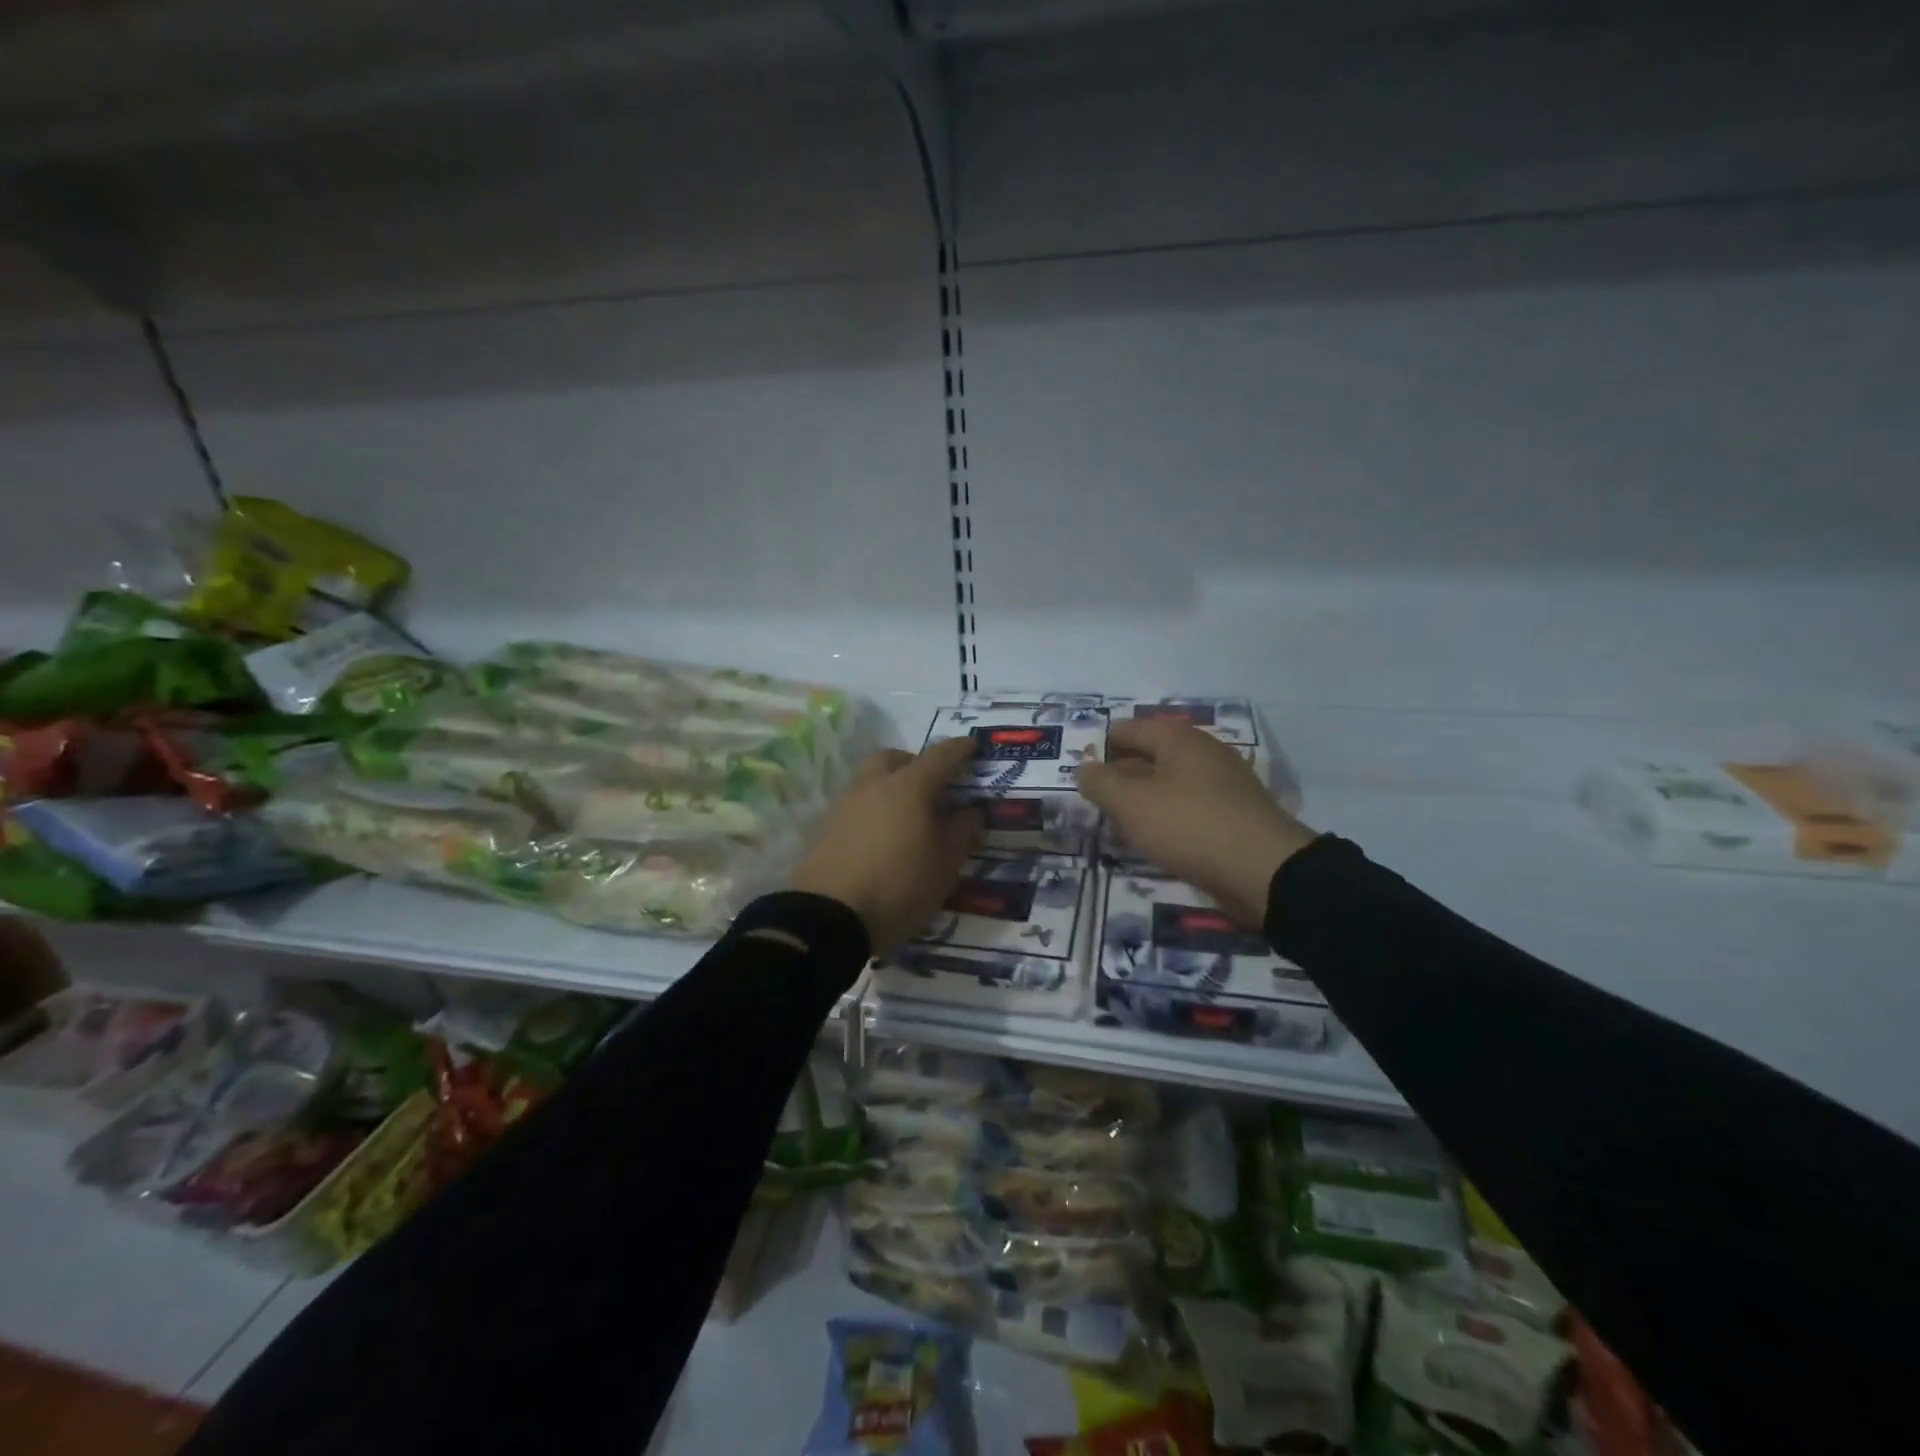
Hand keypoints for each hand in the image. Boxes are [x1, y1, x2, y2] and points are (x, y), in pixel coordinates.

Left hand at [787, 737, 983, 957]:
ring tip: (908, 812)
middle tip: (934, 784)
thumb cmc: (899, 886)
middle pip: (896, 758)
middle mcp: (875, 784)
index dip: (960, 749)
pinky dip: (874, 806)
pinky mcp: (826, 826)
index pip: (941, 756)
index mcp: (910, 786)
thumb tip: (970, 810)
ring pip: (871, 777)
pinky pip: (857, 802)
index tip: (973, 745)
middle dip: (916, 763)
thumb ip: (962, 832)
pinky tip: (882, 832)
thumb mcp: (945, 866)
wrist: (828, 917)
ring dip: (891, 783)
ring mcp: (846, 803)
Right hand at [1075, 719, 1316, 926]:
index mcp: (1178, 739)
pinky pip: (1188, 808)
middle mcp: (1202, 753)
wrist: (1263, 871)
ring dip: (1142, 802)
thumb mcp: (1130, 803)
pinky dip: (1166, 819)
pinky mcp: (1233, 815)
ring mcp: (1222, 784)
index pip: (1128, 730)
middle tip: (1094, 802)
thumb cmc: (1188, 825)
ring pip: (1168, 785)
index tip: (1080, 774)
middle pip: (1149, 756)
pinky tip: (1153, 842)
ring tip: (1118, 826)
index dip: (1100, 748)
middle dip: (1119, 776)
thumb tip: (1084, 768)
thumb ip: (1100, 782)